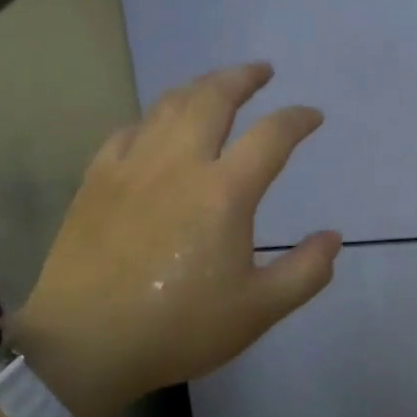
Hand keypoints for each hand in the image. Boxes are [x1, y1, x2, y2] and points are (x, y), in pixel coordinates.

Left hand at [10, 62, 340, 416]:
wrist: (83, 345)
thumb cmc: (178, 328)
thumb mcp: (258, 311)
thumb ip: (305, 272)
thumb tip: (332, 238)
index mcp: (224, 193)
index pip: (271, 136)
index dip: (297, 119)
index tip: (312, 117)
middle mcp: (179, 163)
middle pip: (214, 98)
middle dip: (243, 77)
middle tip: (262, 71)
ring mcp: (132, 166)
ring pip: (169, 105)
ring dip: (200, 87)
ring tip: (217, 86)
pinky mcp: (97, 179)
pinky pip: (129, 130)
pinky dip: (153, 118)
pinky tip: (158, 125)